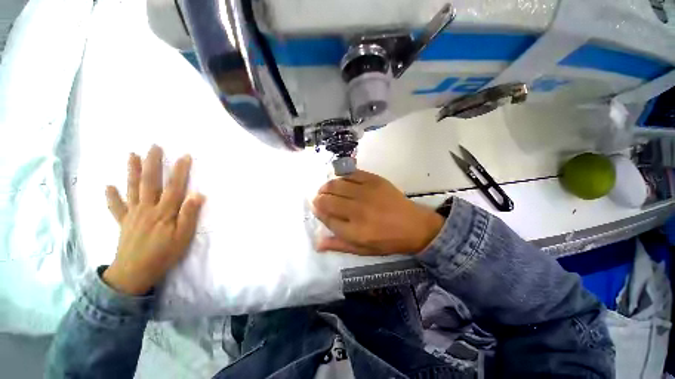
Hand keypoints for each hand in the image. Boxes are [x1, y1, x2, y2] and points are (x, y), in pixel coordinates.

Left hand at [103, 145, 204, 294]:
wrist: (135, 273)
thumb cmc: (164, 254)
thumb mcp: (183, 236)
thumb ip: (189, 215)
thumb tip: (197, 194)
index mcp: (164, 212)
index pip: (174, 187)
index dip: (180, 171)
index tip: (184, 156)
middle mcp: (147, 208)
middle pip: (150, 182)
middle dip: (153, 163)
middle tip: (154, 146)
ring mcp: (133, 214)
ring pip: (132, 189)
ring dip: (132, 171)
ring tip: (132, 155)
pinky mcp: (123, 222)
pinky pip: (116, 207)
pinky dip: (111, 197)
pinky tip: (108, 186)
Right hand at [312, 170, 443, 255]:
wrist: (414, 225)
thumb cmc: (387, 241)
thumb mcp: (363, 250)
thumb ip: (339, 245)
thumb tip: (317, 243)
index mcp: (355, 231)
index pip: (327, 218)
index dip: (318, 212)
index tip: (317, 209)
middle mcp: (358, 210)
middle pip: (328, 200)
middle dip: (319, 199)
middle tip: (319, 199)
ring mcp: (366, 193)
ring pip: (336, 184)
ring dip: (326, 186)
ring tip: (326, 189)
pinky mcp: (374, 180)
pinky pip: (351, 174)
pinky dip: (342, 176)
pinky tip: (341, 180)